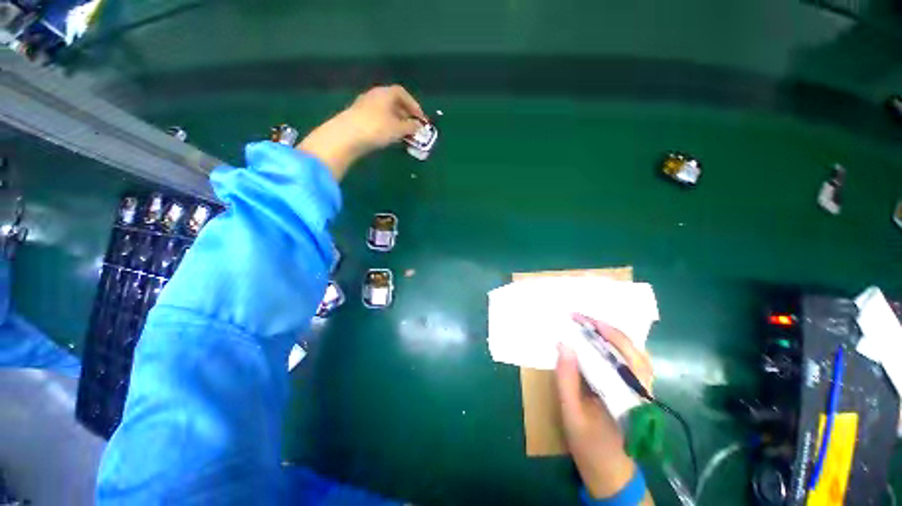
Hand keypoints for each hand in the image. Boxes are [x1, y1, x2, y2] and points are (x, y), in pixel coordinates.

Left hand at [298, 85, 426, 179]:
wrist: (347, 136)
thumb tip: (419, 127)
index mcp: (385, 93)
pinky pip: (378, 119)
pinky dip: (386, 126)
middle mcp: (374, 96)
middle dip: (405, 115)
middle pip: (393, 102)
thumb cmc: (377, 128)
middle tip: (413, 127)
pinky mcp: (358, 118)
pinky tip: (389, 138)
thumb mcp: (398, 128)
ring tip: (403, 135)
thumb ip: (411, 127)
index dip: (414, 105)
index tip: (421, 118)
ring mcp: (364, 106)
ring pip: (385, 112)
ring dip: (396, 122)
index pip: (402, 93)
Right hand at [556, 314, 653, 500]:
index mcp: (629, 396)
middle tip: (580, 318)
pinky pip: (631, 363)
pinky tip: (600, 344)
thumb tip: (564, 344)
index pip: (620, 354)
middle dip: (605, 328)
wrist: (611, 475)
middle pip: (632, 349)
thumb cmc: (590, 447)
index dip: (599, 331)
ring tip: (588, 326)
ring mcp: (642, 391)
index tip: (576, 318)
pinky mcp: (636, 393)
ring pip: (635, 354)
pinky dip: (616, 348)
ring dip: (613, 335)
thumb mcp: (572, 413)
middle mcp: (642, 390)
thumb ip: (567, 379)